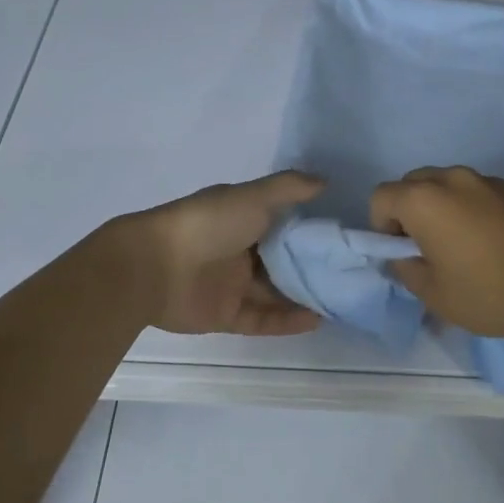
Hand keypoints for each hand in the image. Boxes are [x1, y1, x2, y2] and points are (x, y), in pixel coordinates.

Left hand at [118, 172, 325, 335]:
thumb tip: (326, 182)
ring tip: (339, 302)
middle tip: (350, 276)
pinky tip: (316, 320)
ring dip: (304, 298)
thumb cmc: (208, 224)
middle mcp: (239, 251)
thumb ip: (289, 188)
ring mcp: (231, 285)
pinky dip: (286, 320)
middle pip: (282, 262)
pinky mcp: (224, 315)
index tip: (344, 238)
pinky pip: (261, 319)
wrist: (153, 266)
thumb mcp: (252, 197)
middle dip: (312, 269)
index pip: (285, 226)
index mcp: (243, 219)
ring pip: (275, 293)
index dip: (312, 232)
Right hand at [369, 166, 503, 339]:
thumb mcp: (435, 295)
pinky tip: (502, 245)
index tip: (402, 252)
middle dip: (412, 210)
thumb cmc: (488, 292)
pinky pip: (487, 195)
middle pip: (416, 183)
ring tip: (469, 246)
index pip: (381, 196)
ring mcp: (493, 181)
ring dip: (449, 208)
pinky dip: (483, 212)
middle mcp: (455, 179)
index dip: (382, 225)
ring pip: (454, 186)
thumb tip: (405, 257)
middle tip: (430, 247)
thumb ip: (407, 269)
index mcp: (425, 200)